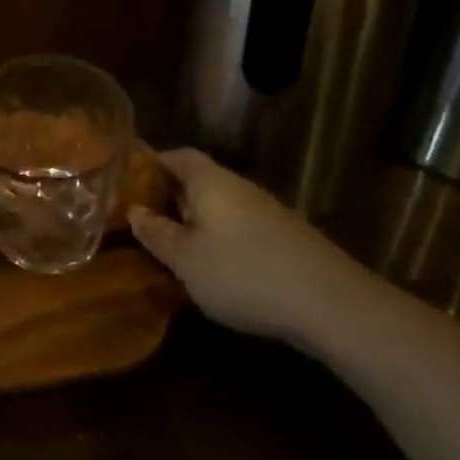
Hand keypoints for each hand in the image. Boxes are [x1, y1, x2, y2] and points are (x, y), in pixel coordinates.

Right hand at [130, 149, 365, 345]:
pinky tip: (215, 266)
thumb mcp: (186, 260)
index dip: (152, 162)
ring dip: (196, 218)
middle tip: (144, 216)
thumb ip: (157, 234)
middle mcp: (238, 186)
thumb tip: (134, 211)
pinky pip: (239, 225)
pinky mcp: (285, 237)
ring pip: (220, 205)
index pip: (176, 155)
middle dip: (170, 194)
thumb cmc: (242, 273)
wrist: (330, 303)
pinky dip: (220, 236)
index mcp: (209, 181)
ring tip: (174, 244)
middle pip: (198, 179)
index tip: (129, 179)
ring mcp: (265, 211)